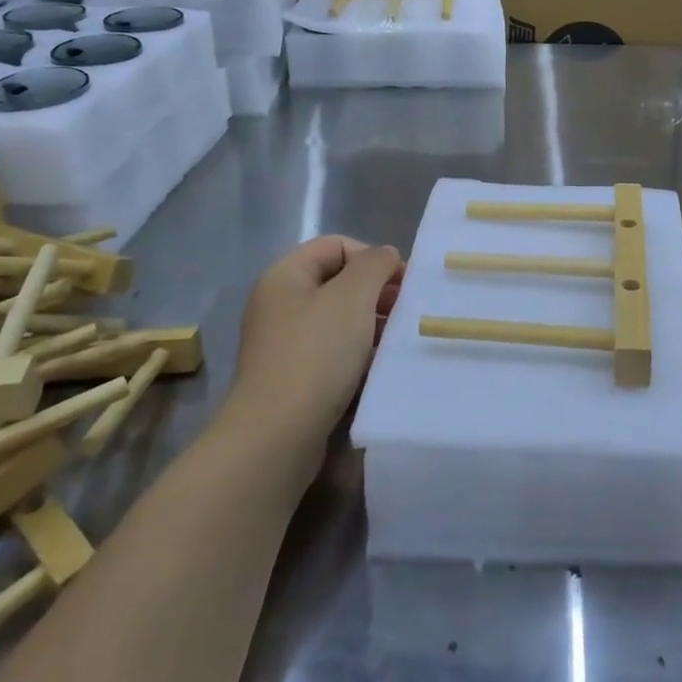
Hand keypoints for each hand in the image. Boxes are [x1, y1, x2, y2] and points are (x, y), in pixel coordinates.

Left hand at [226, 237, 403, 466]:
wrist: (277, 435)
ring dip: (370, 323)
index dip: (371, 256)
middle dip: (375, 291)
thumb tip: (385, 256)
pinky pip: (331, 351)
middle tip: (404, 311)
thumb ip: (375, 265)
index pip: (335, 245)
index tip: (402, 283)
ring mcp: (283, 343)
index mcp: (284, 276)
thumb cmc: (316, 354)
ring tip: (396, 339)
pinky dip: (357, 352)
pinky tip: (378, 366)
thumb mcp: (353, 296)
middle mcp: (279, 304)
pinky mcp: (292, 377)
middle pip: (336, 281)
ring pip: (337, 318)